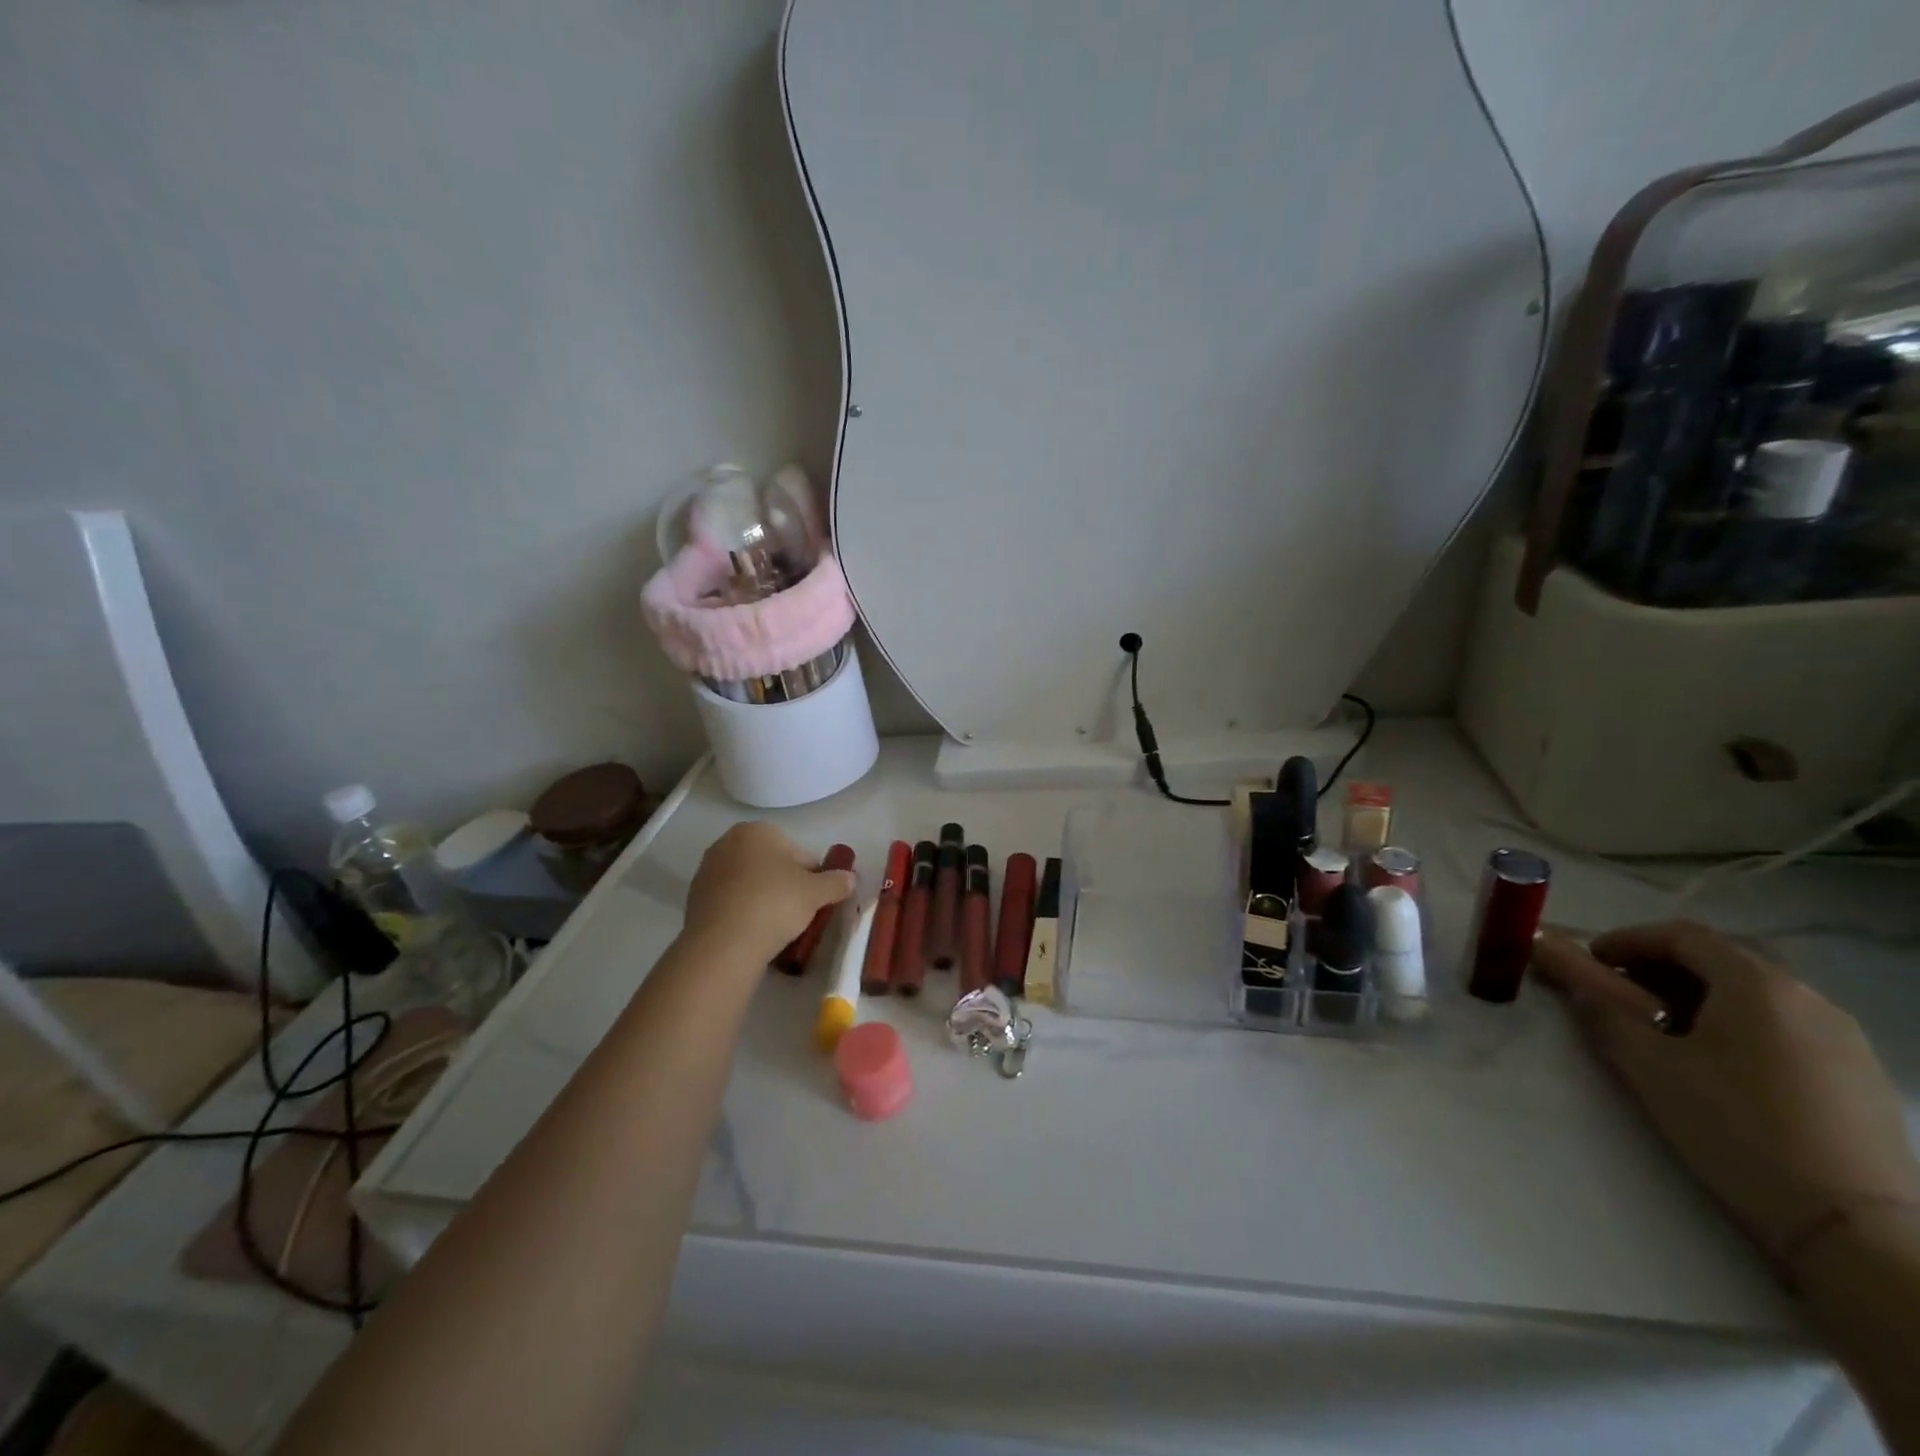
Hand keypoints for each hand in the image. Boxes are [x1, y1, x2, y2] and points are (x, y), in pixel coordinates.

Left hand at [684, 823, 855, 965]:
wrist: (723, 944)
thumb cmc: (774, 904)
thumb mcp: (817, 893)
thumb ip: (837, 882)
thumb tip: (850, 878)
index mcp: (757, 830)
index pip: (798, 852)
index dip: (813, 876)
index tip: (818, 899)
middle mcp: (728, 843)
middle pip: (771, 865)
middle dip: (786, 884)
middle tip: (800, 912)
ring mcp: (707, 871)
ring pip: (750, 883)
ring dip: (765, 898)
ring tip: (777, 927)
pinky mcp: (694, 899)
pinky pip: (731, 902)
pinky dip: (744, 912)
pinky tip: (754, 933)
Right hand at [1533, 921, 1919, 1278]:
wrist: (1852, 1228)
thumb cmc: (1736, 1129)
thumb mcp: (1647, 1068)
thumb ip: (1603, 1015)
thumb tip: (1579, 986)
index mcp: (1757, 985)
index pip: (1682, 935)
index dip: (1628, 940)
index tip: (1591, 960)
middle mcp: (1809, 997)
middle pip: (1722, 959)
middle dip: (1662, 966)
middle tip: (1621, 993)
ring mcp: (1846, 1038)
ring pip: (1756, 994)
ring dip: (1702, 996)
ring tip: (1667, 1031)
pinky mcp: (1862, 1075)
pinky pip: (1787, 1026)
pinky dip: (1741, 1024)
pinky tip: (1722, 1065)